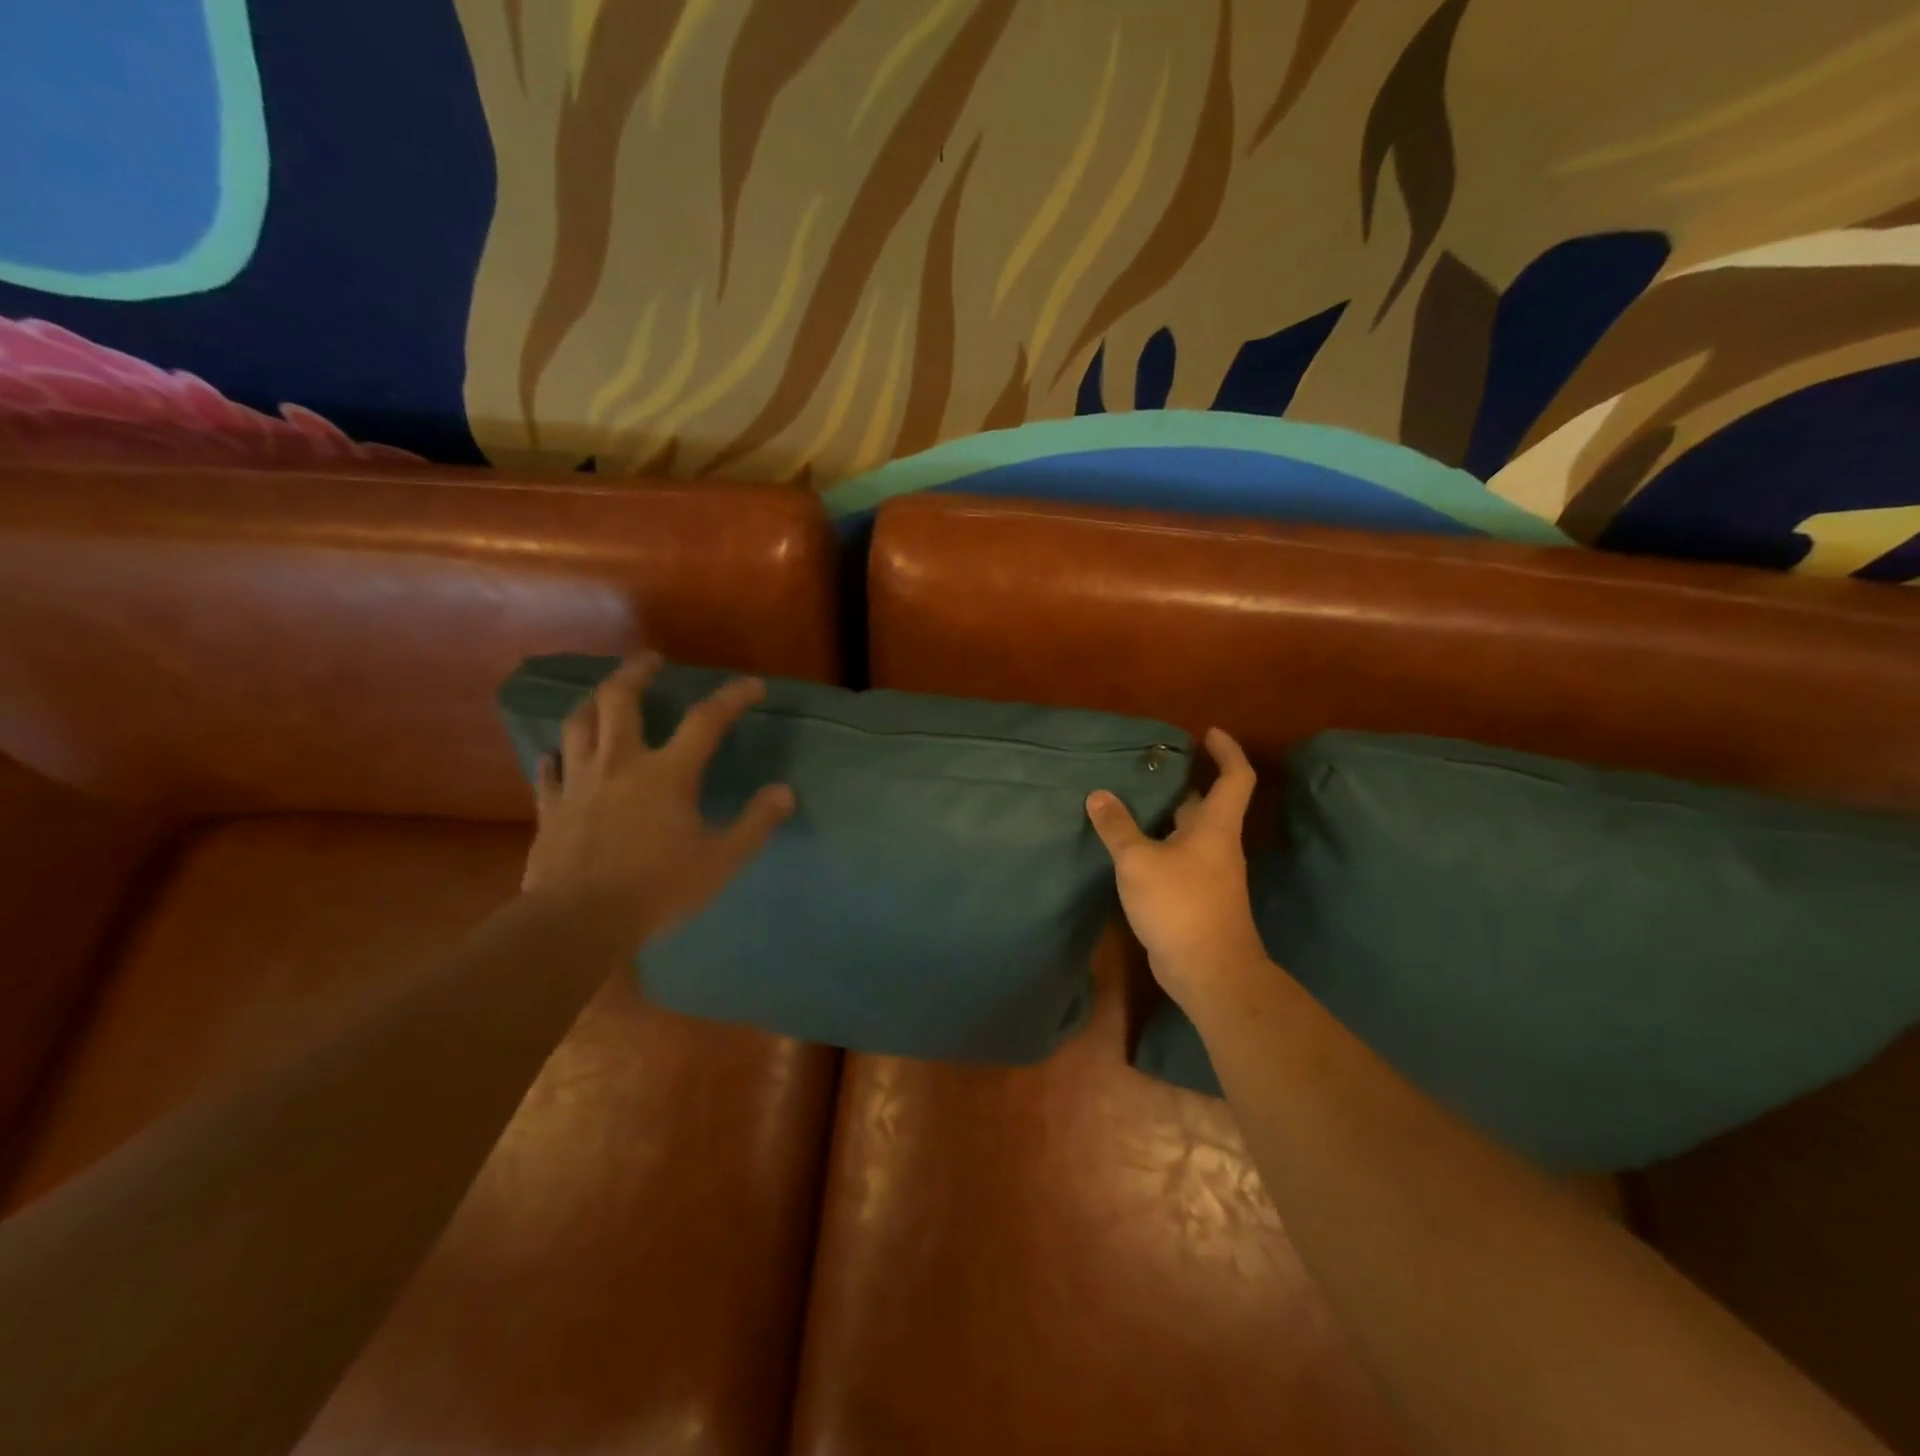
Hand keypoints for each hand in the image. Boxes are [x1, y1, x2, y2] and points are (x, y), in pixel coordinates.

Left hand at [521, 654, 793, 946]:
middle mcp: (620, 764)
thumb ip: (755, 824)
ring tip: (604, 694)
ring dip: (593, 701)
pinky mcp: (550, 808)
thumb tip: (785, 792)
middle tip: (650, 659)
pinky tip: (559, 756)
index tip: (752, 685)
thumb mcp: (721, 861)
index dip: (732, 698)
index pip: (705, 721)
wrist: (578, 922)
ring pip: (578, 724)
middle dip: (636, 672)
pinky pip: (549, 771)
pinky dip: (558, 757)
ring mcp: (578, 783)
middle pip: (620, 700)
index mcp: (667, 774)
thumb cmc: (657, 889)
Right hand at [1086, 728, 1267, 1009]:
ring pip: (1187, 832)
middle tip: (1148, 766)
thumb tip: (1098, 794)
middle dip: (1183, 781)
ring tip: (1128, 800)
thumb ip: (1117, 826)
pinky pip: (1176, 858)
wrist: (1208, 971)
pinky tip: (1128, 847)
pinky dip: (1156, 844)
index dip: (1226, 751)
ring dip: (1164, 815)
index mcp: (1214, 827)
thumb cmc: (1180, 905)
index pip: (1235, 777)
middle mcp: (1217, 845)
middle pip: (1205, 803)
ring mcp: (1208, 874)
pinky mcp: (1195, 897)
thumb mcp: (1139, 860)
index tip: (1208, 733)